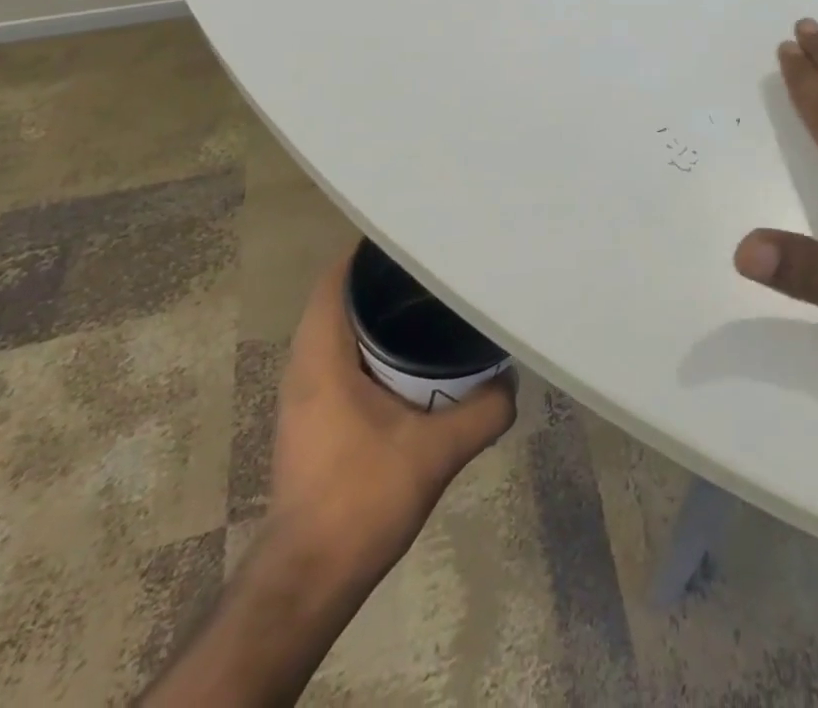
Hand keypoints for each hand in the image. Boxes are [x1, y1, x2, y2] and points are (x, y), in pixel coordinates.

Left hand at [270, 247, 515, 564]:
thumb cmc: (361, 500)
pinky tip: (416, 360)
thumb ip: (484, 410)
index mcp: (322, 356)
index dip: (373, 251)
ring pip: (342, 329)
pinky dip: (375, 346)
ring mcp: (306, 393)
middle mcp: (305, 365)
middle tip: (440, 266)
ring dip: (381, 315)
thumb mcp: (437, 452)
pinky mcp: (314, 417)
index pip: (338, 278)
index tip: (419, 235)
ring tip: (435, 302)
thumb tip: (512, 379)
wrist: (307, 581)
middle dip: (388, 279)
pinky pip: (343, 358)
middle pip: (343, 297)